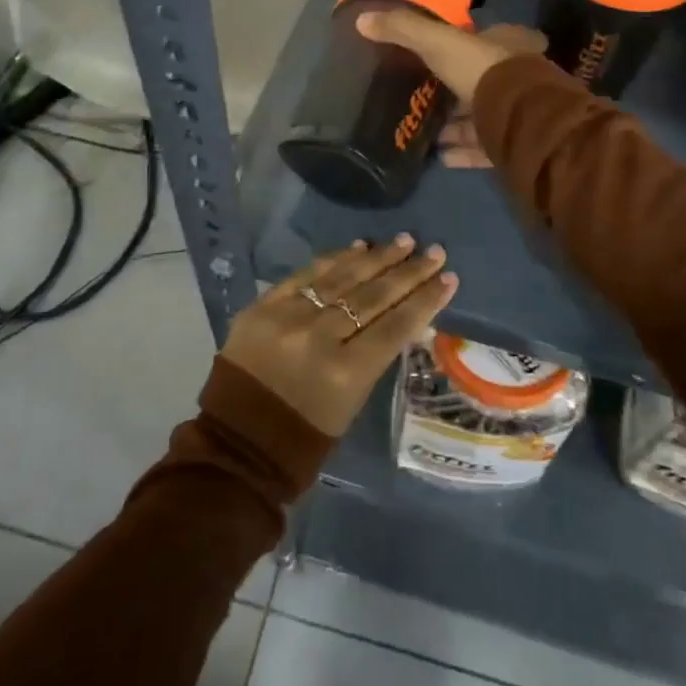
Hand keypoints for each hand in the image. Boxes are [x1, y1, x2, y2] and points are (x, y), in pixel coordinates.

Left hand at [220, 235, 457, 436]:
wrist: (237, 444)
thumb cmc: (304, 437)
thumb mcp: (352, 402)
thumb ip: (375, 355)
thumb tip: (404, 315)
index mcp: (346, 374)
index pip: (396, 326)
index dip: (426, 300)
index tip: (448, 277)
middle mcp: (320, 339)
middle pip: (374, 297)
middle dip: (408, 272)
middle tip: (433, 251)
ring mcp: (288, 318)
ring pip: (342, 279)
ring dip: (377, 258)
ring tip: (403, 241)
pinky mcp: (263, 306)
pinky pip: (306, 275)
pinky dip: (334, 260)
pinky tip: (358, 247)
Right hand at [357, 12, 544, 168]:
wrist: (521, 118)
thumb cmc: (483, 68)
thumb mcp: (438, 41)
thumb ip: (403, 29)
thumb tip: (362, 19)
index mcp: (506, 44)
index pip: (482, 40)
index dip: (459, 46)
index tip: (433, 57)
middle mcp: (515, 75)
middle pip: (480, 81)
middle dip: (453, 90)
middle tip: (422, 98)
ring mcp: (517, 112)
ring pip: (482, 116)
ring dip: (455, 125)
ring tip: (424, 131)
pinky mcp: (514, 143)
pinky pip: (484, 148)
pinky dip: (462, 152)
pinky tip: (438, 156)